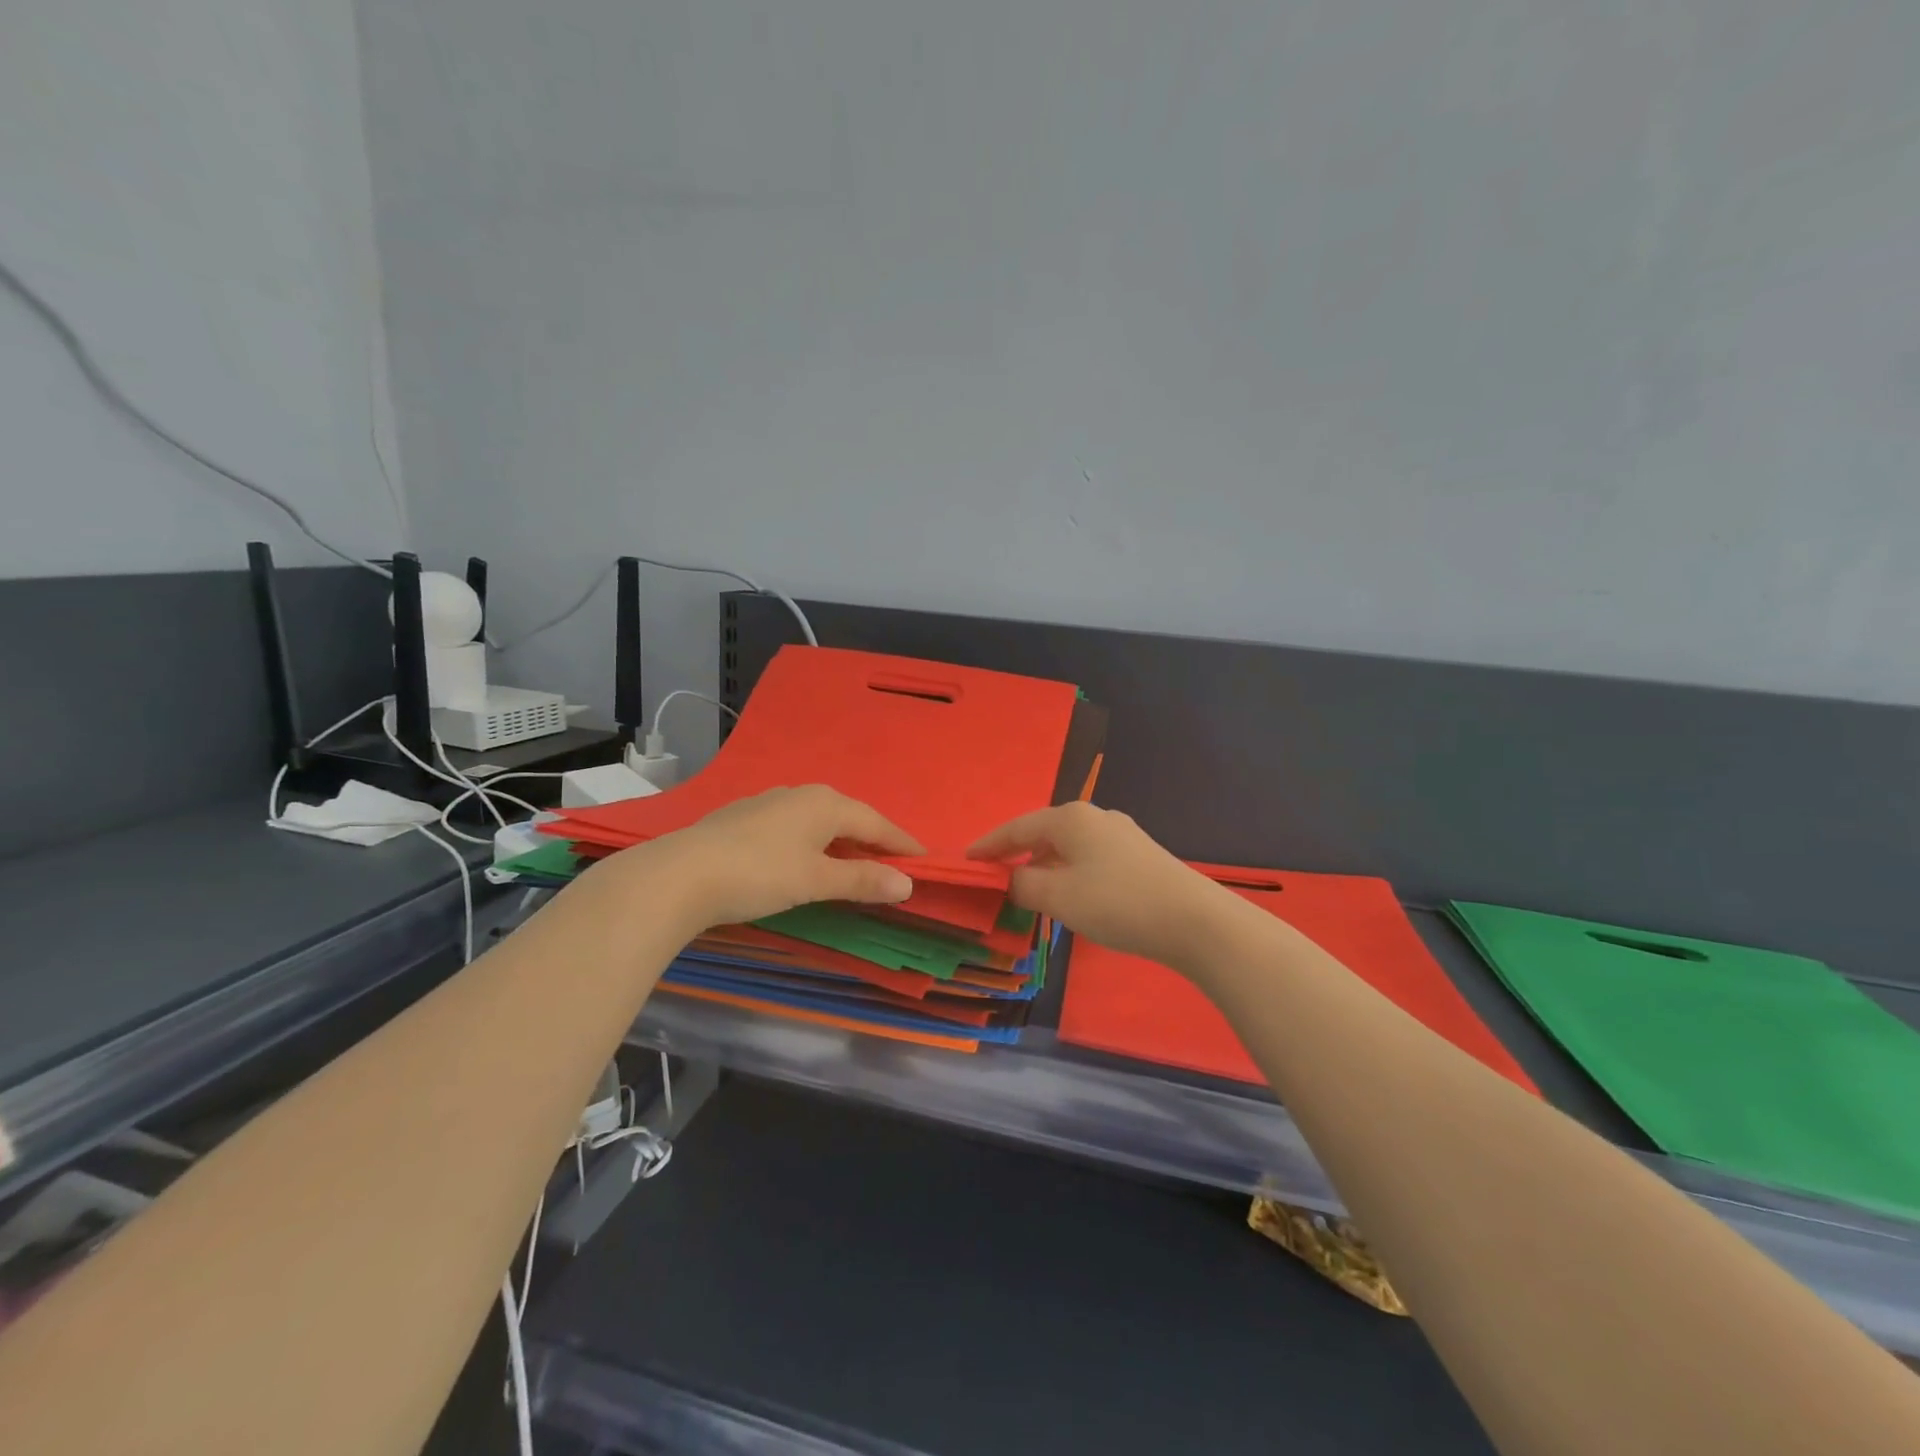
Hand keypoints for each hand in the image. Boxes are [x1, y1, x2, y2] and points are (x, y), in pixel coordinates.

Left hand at [637, 785, 924, 929]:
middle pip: (849, 817)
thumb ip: (862, 880)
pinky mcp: (743, 818)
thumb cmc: (759, 874)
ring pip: (819, 821)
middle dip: (872, 840)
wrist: (680, 875)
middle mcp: (801, 794)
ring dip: (841, 841)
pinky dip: (813, 843)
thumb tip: (907, 883)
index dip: (901, 843)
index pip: (877, 823)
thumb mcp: (816, 880)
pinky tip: (805, 858)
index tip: (924, 860)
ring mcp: (768, 803)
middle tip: (892, 863)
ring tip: (853, 862)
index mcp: (826, 804)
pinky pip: (794, 827)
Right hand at [967, 802, 1229, 967]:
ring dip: (1045, 868)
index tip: (966, 860)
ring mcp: (1121, 835)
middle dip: (1017, 855)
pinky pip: (1089, 860)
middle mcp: (1095, 817)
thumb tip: (1011, 879)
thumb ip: (1023, 885)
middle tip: (994, 878)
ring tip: (1029, 892)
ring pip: (1068, 848)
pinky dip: (1069, 874)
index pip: (1016, 828)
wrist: (1193, 920)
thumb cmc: (1116, 902)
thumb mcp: (1058, 896)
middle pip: (1043, 834)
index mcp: (1070, 817)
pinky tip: (1071, 896)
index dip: (989, 845)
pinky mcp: (1139, 856)